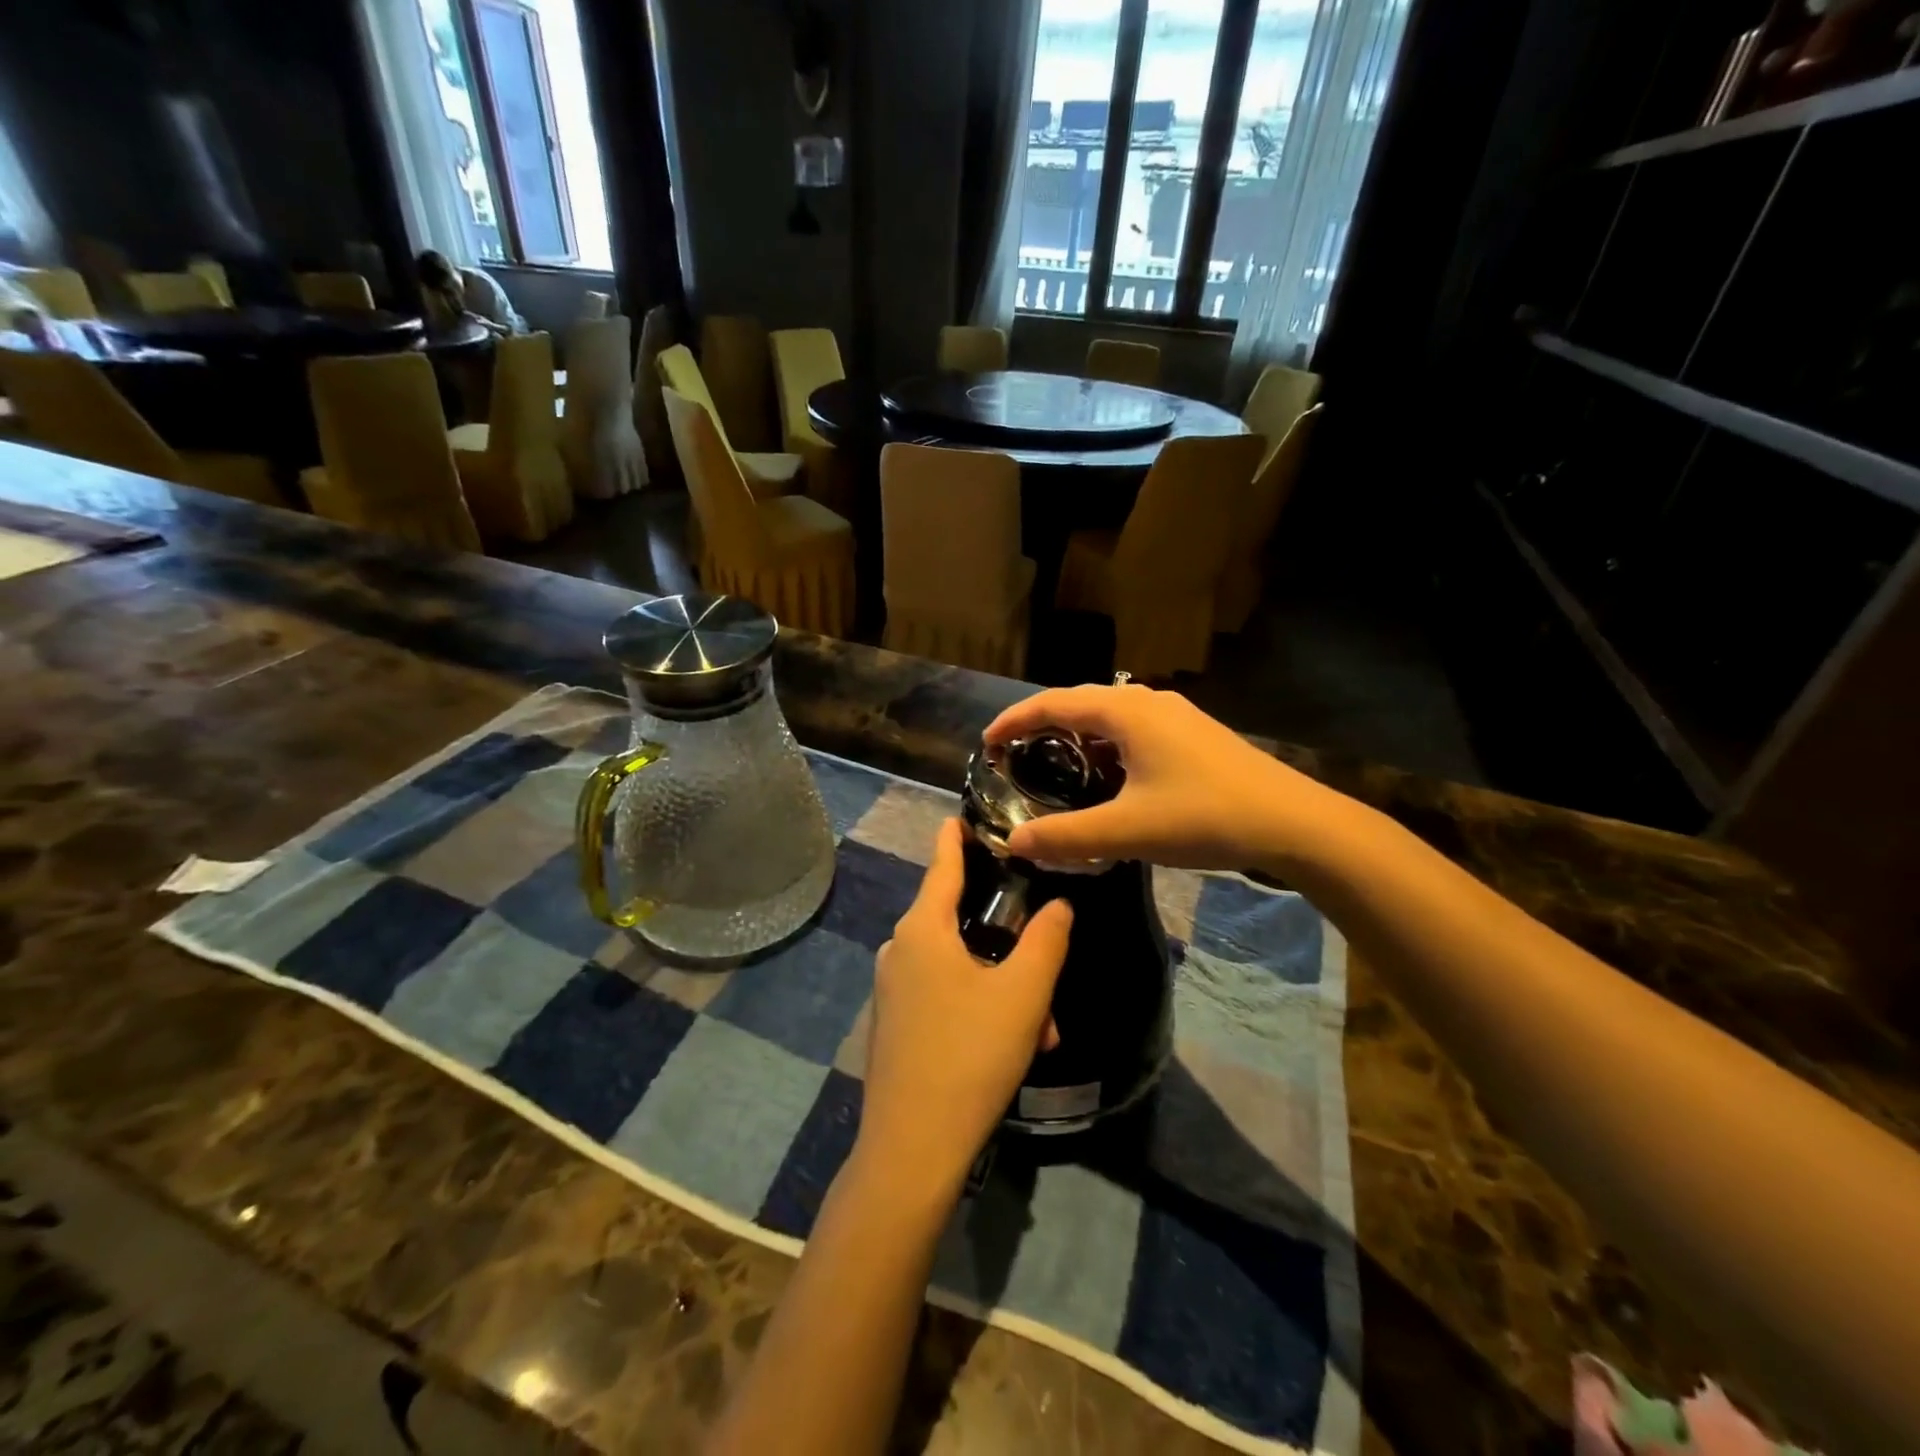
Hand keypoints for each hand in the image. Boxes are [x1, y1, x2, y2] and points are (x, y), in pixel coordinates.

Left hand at [861, 819, 1072, 1195]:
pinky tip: (1010, 1046)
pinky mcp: (893, 1023)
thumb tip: (1058, 904)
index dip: (956, 836)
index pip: (942, 863)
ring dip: (1001, 986)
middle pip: (957, 921)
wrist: (912, 1147)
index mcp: (922, 929)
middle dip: (1007, 941)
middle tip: (1044, 965)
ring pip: (957, 967)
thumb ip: (1046, 940)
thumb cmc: (970, 1054)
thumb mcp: (1023, 994)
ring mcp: (891, 989)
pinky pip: (941, 995)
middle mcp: (899, 950)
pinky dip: (977, 1007)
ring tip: (1040, 1029)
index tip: (965, 814)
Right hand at [984, 684, 1357, 872]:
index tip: (986, 744)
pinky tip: (1108, 779)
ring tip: (1053, 767)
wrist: (1294, 823)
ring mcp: (1175, 716)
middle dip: (1042, 726)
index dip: (1013, 721)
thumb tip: (1015, 843)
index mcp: (1125, 711)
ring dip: (1076, 737)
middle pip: (1079, 703)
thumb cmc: (1205, 817)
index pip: (1053, 703)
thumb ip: (1066, 837)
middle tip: (1014, 757)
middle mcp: (1147, 702)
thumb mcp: (1128, 831)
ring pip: (1109, 717)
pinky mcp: (1193, 735)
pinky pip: (1133, 730)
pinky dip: (1106, 747)